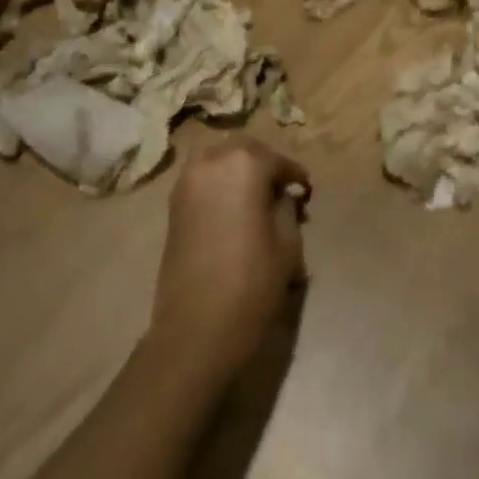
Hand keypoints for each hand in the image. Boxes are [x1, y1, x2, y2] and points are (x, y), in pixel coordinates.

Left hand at [151, 138, 310, 376]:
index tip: (306, 191)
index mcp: (244, 165)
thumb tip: (283, 196)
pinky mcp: (173, 206)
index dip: (294, 175)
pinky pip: (200, 178)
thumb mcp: (287, 243)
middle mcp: (212, 163)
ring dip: (236, 167)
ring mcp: (187, 183)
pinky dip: (217, 182)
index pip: (277, 160)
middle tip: (280, 188)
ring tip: (253, 194)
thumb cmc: (252, 283)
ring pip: (216, 158)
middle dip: (264, 163)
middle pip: (243, 149)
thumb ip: (287, 209)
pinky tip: (232, 207)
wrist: (196, 329)